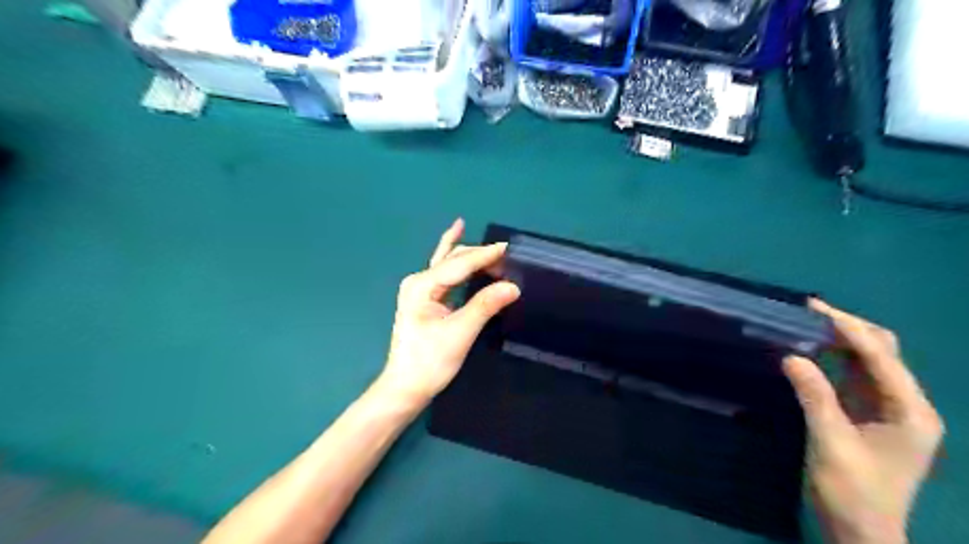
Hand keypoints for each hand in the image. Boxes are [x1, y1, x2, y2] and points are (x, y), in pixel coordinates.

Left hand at [376, 219, 517, 405]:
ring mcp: (419, 289)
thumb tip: (513, 286)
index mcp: (422, 286)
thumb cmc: (430, 362)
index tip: (510, 248)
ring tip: (492, 250)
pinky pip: (444, 273)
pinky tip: (458, 240)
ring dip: (470, 256)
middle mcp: (418, 281)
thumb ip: (485, 305)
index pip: (459, 264)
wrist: (405, 387)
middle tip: (507, 255)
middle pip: (453, 260)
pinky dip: (456, 261)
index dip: (485, 255)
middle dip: (479, 254)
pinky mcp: (424, 299)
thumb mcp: (460, 333)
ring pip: (449, 264)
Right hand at [782, 299, 943, 543]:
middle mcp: (908, 405)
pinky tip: (813, 351)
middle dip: (849, 328)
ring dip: (842, 341)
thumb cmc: (852, 490)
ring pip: (870, 362)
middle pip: (883, 353)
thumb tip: (791, 356)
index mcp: (911, 411)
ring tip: (807, 323)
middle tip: (808, 312)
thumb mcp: (831, 443)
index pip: (881, 357)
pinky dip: (836, 359)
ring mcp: (891, 410)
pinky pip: (856, 377)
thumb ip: (815, 397)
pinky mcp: (872, 416)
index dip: (849, 329)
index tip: (815, 308)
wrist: (861, 532)